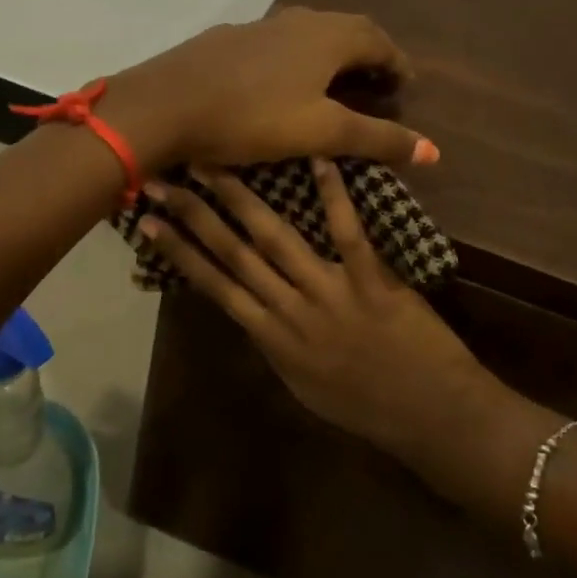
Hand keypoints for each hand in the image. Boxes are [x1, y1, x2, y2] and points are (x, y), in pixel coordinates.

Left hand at [109, 8, 436, 170]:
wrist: (166, 103)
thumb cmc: (252, 118)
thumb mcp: (322, 133)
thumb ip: (378, 138)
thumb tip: (434, 150)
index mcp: (328, 37)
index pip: (379, 41)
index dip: (397, 63)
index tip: (406, 86)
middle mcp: (297, 21)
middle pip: (346, 30)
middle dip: (368, 55)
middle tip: (377, 84)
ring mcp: (259, 27)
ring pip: (309, 34)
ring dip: (331, 55)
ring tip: (335, 84)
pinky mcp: (228, 40)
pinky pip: (277, 44)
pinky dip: (296, 59)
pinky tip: (281, 84)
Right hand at [136, 157, 510, 471]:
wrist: (428, 418)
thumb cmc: (365, 406)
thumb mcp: (303, 384)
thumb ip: (275, 342)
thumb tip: (251, 308)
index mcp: (272, 338)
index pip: (215, 286)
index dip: (179, 253)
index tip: (148, 224)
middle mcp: (290, 311)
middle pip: (233, 255)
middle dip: (193, 216)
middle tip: (160, 181)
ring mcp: (330, 294)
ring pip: (276, 240)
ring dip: (241, 200)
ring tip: (212, 164)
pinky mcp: (371, 282)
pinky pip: (348, 234)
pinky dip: (333, 197)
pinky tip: (319, 160)